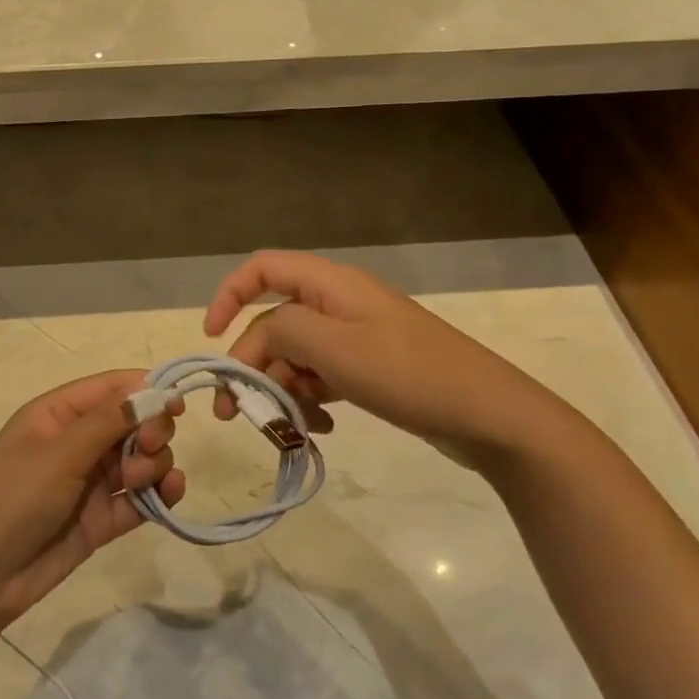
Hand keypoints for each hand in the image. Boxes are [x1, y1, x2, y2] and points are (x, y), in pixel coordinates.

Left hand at [0, 371, 184, 625]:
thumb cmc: (8, 500)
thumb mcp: (56, 455)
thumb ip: (107, 422)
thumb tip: (153, 388)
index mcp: (59, 413)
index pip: (112, 387)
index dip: (148, 390)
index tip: (179, 403)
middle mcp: (78, 442)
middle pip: (134, 422)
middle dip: (151, 430)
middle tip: (148, 448)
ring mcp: (91, 481)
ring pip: (142, 459)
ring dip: (154, 463)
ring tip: (141, 480)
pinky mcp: (102, 518)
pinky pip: (141, 497)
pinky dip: (160, 493)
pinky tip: (169, 494)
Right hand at [202, 251, 568, 471]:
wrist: (487, 414)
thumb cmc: (407, 373)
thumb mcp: (333, 347)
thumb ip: (280, 330)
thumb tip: (256, 338)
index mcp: (330, 285)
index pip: (262, 269)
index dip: (229, 296)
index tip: (210, 338)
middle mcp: (339, 304)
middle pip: (274, 323)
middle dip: (251, 365)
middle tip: (235, 412)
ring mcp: (356, 337)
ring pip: (296, 355)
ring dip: (283, 389)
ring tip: (290, 427)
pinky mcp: (370, 368)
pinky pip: (322, 377)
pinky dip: (311, 400)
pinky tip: (321, 429)